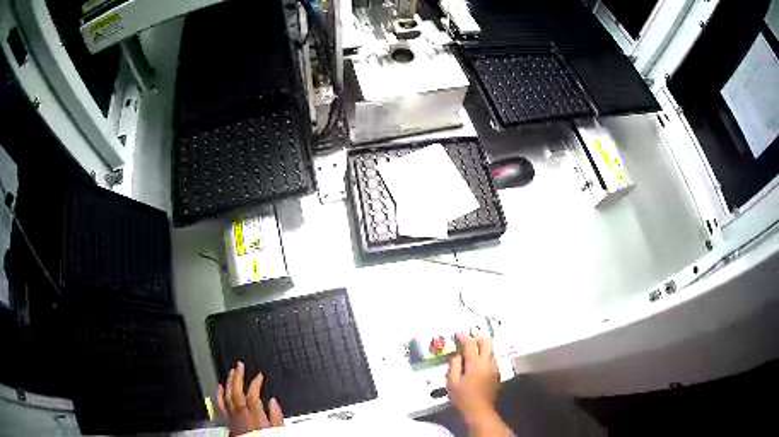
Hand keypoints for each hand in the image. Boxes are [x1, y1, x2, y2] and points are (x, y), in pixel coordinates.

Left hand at [217, 361, 283, 435]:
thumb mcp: (277, 430)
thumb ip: (276, 416)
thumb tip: (274, 402)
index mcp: (256, 417)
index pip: (253, 395)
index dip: (255, 383)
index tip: (259, 376)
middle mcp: (242, 416)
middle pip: (236, 393)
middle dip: (238, 377)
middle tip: (240, 366)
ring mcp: (233, 418)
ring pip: (227, 396)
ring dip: (229, 382)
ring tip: (231, 372)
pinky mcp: (228, 421)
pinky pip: (220, 406)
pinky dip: (219, 395)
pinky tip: (220, 386)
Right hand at [446, 333, 499, 421]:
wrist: (479, 410)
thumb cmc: (463, 397)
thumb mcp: (452, 382)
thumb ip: (454, 365)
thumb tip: (457, 355)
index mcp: (475, 363)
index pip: (470, 344)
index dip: (463, 336)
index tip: (458, 333)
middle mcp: (488, 362)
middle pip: (486, 341)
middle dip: (476, 338)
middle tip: (466, 343)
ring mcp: (494, 367)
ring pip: (490, 350)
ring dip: (481, 348)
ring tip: (470, 355)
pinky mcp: (497, 373)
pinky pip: (491, 359)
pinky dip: (484, 357)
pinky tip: (476, 366)